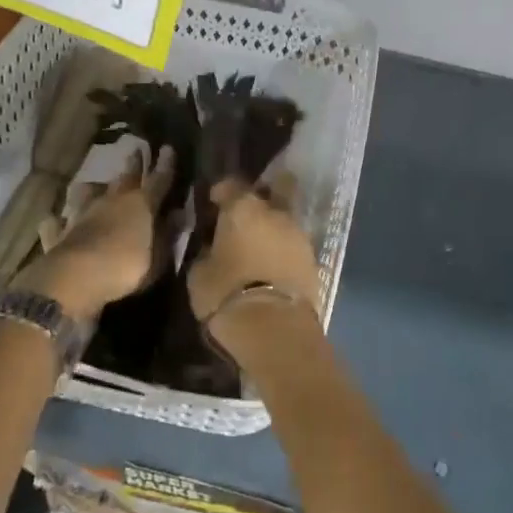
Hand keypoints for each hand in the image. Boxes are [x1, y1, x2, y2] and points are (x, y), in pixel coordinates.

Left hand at [16, 147, 173, 318]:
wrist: (76, 278)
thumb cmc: (127, 267)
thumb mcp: (160, 255)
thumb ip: (169, 233)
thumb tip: (179, 213)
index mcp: (141, 204)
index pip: (158, 179)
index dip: (165, 165)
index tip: (168, 147)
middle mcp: (112, 201)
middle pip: (125, 178)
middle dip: (133, 164)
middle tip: (135, 150)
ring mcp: (83, 214)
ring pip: (87, 193)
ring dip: (92, 188)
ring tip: (93, 185)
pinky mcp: (60, 233)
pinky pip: (57, 223)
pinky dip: (58, 221)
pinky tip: (54, 220)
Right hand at [186, 178, 321, 331]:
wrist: (275, 328)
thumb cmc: (227, 294)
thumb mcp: (199, 274)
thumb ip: (206, 252)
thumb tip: (211, 247)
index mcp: (244, 208)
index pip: (231, 184)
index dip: (220, 191)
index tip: (213, 203)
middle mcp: (276, 212)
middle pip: (275, 188)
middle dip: (263, 194)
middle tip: (247, 213)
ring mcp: (299, 234)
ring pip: (286, 217)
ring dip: (274, 225)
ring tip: (259, 244)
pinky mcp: (313, 258)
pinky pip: (294, 244)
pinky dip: (284, 248)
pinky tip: (272, 262)